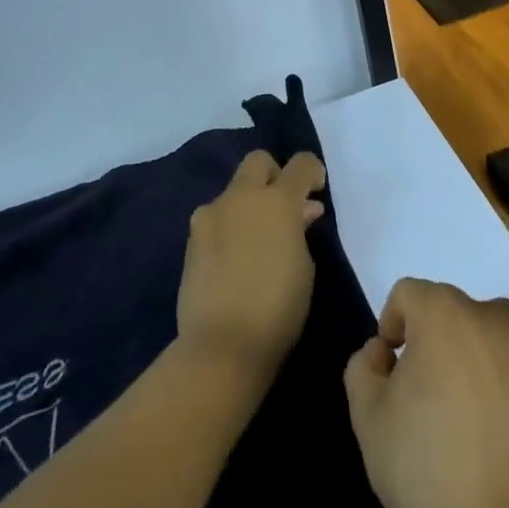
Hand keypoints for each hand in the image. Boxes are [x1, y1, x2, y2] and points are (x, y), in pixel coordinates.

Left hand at [176, 150, 325, 384]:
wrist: (221, 345)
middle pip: (258, 162)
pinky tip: (236, 258)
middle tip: (283, 206)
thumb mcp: (304, 267)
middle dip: (274, 175)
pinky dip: (230, 227)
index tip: (316, 188)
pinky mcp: (191, 239)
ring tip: (258, 240)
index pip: (300, 164)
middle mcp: (241, 197)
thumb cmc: (278, 307)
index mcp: (277, 201)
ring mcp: (210, 216)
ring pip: (234, 192)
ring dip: (249, 205)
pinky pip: (217, 219)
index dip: (312, 171)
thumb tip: (300, 212)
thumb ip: (300, 231)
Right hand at [343, 280, 508, 507]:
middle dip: (445, 343)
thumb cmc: (425, 470)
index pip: (410, 295)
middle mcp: (495, 316)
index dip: (396, 324)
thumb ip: (364, 367)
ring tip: (481, 415)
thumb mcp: (368, 418)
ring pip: (504, 338)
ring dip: (489, 360)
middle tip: (437, 396)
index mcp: (444, 313)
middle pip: (461, 314)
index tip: (394, 366)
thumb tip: (383, 351)